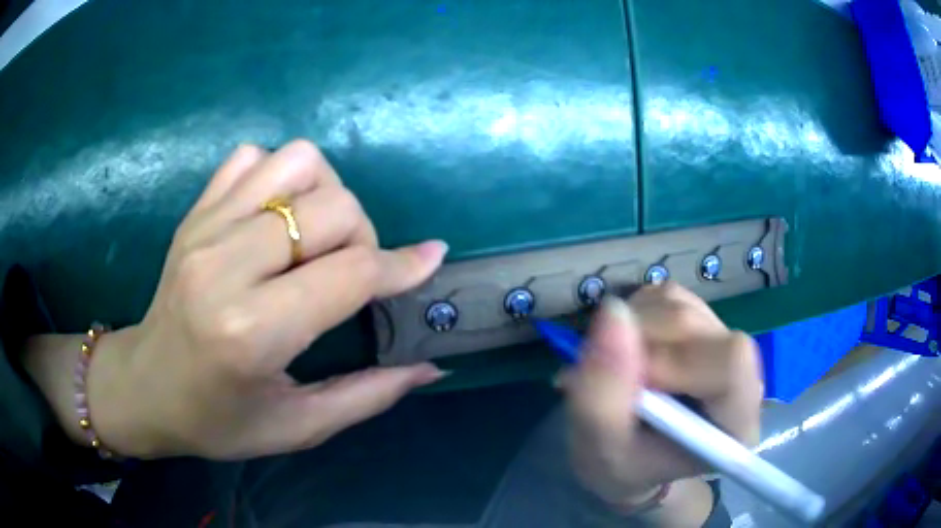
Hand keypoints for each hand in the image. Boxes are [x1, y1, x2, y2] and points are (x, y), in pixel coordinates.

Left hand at [81, 140, 447, 458]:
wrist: (145, 387)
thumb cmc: (217, 420)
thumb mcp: (297, 427)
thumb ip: (369, 396)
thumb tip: (430, 367)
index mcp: (252, 332)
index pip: (350, 273)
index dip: (401, 266)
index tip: (430, 260)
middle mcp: (226, 265)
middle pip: (332, 207)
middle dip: (364, 236)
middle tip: (351, 273)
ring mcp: (205, 228)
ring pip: (297, 162)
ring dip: (325, 194)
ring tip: (314, 238)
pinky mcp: (195, 212)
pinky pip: (253, 158)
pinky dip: (278, 177)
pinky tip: (274, 218)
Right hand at [564, 284, 762, 507]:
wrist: (633, 459)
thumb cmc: (623, 468)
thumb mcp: (600, 451)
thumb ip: (602, 393)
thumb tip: (613, 311)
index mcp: (736, 421)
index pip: (731, 363)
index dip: (675, 361)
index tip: (634, 384)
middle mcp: (742, 375)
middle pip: (696, 325)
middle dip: (639, 343)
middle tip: (611, 379)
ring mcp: (722, 342)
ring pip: (678, 305)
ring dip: (633, 330)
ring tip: (618, 370)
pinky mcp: (702, 319)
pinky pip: (666, 296)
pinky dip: (636, 316)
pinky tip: (630, 349)